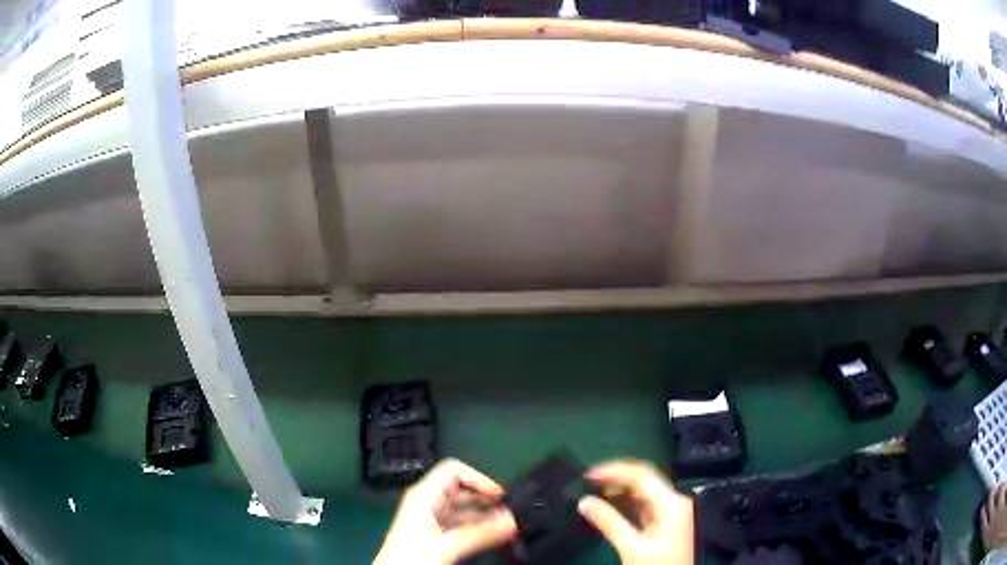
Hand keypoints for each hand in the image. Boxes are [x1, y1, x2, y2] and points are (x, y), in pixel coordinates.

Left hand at [374, 459, 517, 564]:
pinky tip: (488, 536)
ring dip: (482, 514)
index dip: (478, 478)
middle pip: (459, 488)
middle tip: (506, 511)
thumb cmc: (406, 558)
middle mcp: (423, 502)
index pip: (453, 470)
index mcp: (421, 496)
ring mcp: (427, 517)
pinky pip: (458, 522)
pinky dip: (475, 526)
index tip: (499, 495)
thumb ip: (480, 532)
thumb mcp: (447, 544)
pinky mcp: (431, 533)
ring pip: (460, 507)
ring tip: (503, 524)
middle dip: (484, 498)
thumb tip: (509, 520)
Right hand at [578, 460, 693, 564]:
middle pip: (644, 481)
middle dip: (616, 479)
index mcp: (672, 503)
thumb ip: (608, 522)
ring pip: (643, 493)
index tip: (589, 474)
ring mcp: (671, 513)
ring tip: (594, 490)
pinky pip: (643, 506)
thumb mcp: (631, 546)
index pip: (642, 475)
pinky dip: (625, 503)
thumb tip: (584, 502)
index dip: (615, 470)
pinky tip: (609, 504)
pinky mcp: (665, 525)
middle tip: (588, 481)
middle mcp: (675, 502)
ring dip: (619, 490)